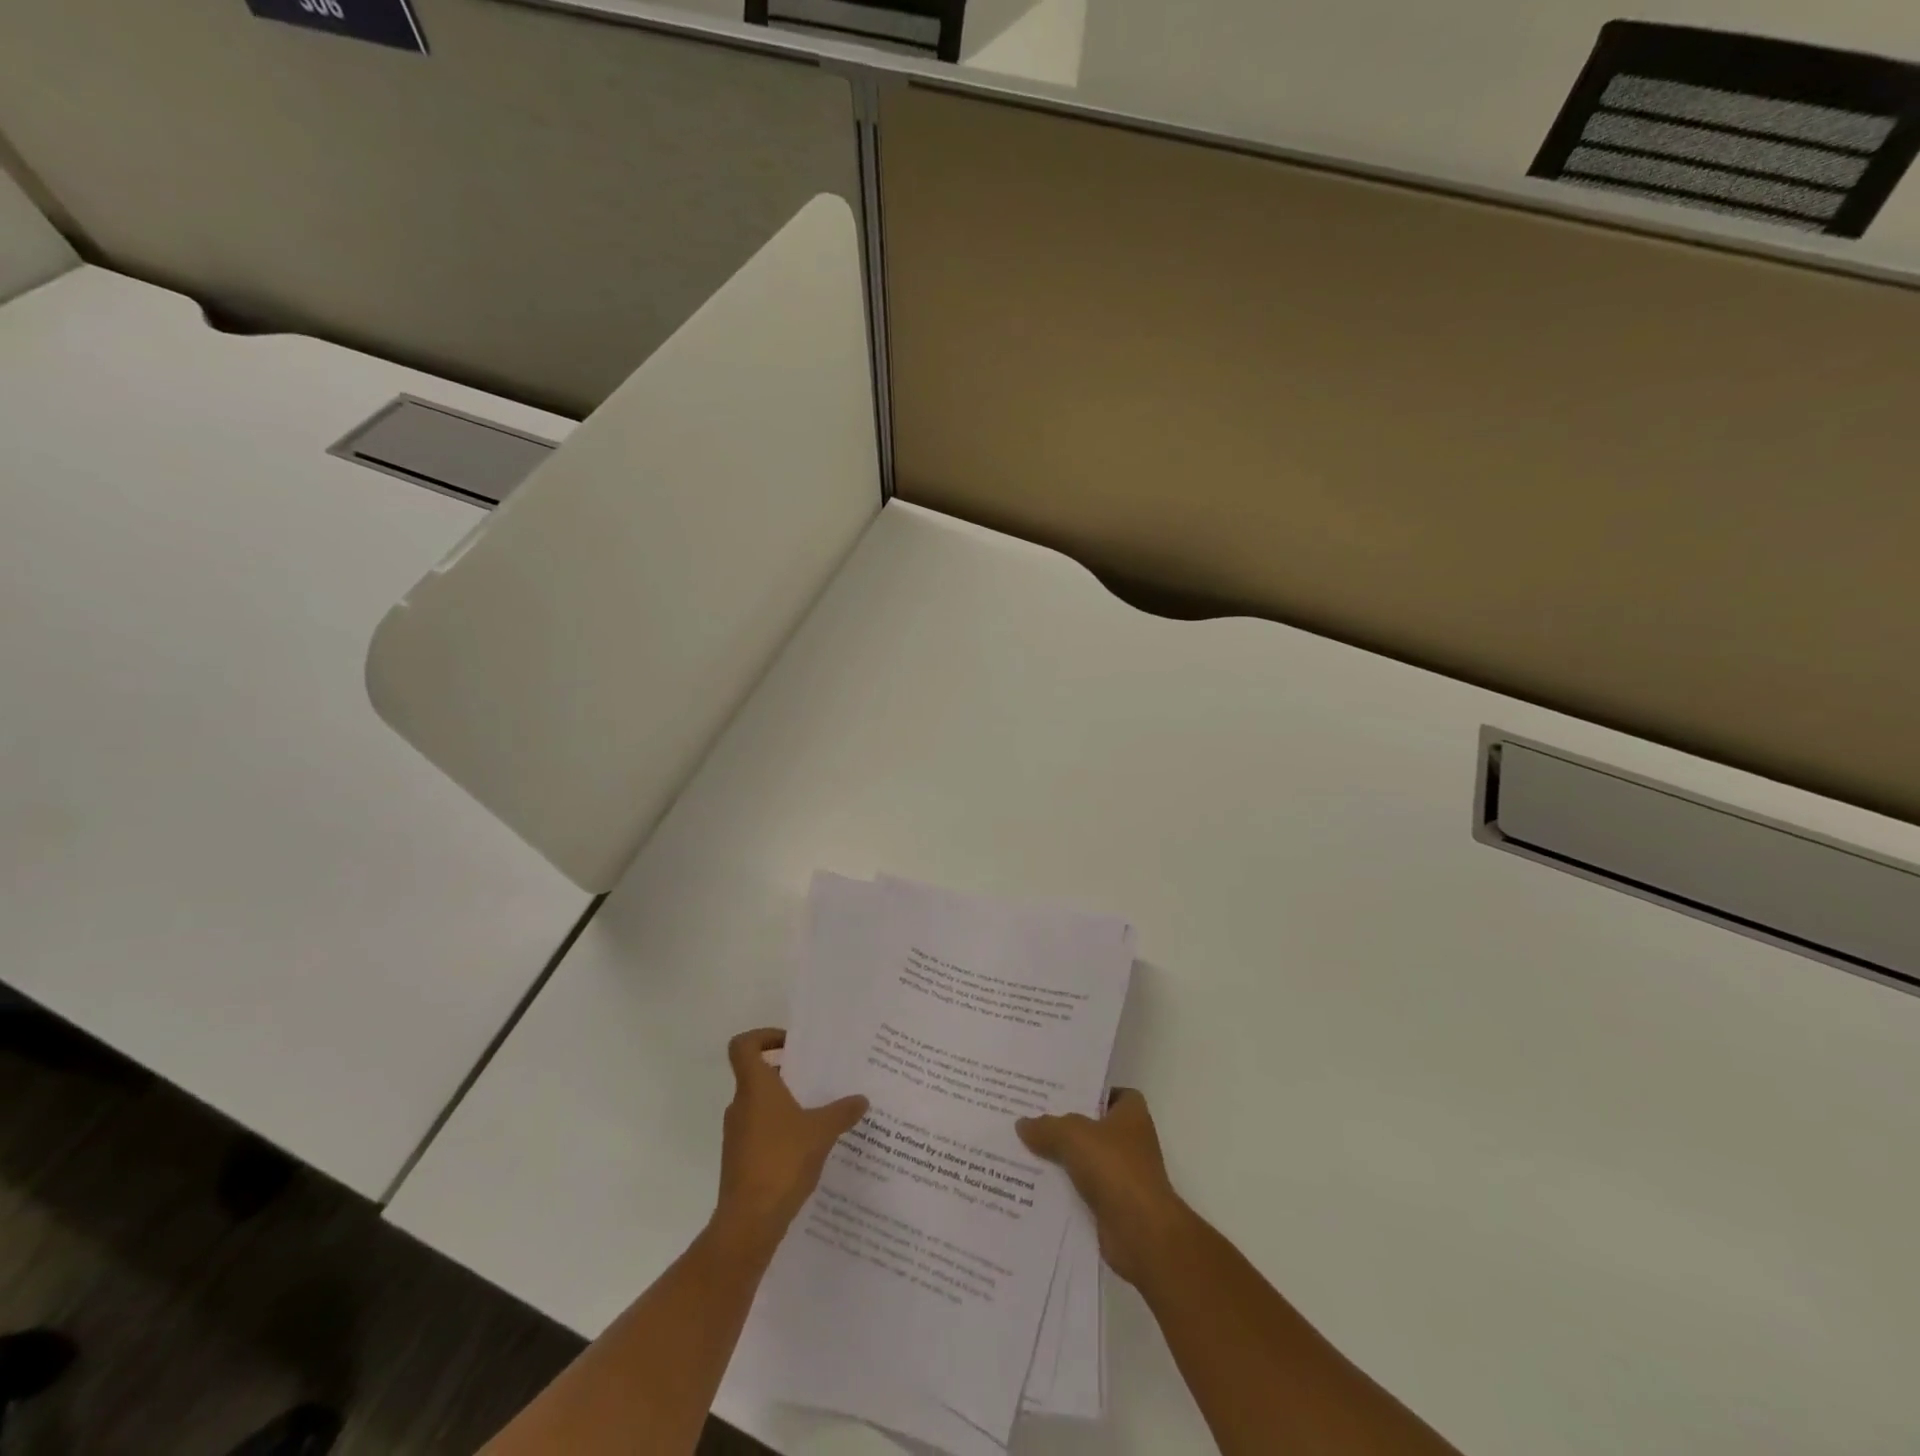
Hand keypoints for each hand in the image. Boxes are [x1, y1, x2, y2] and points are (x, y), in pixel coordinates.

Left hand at [714, 1029, 867, 1253]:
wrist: (749, 1222)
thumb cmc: (782, 1161)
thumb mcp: (821, 1131)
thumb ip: (842, 1112)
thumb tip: (861, 1099)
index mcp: (755, 1087)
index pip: (743, 1046)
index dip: (763, 1037)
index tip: (791, 1045)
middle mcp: (741, 1105)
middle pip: (756, 1075)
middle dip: (786, 1073)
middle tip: (817, 1078)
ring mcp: (737, 1135)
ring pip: (760, 1106)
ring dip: (785, 1104)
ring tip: (819, 1113)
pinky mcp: (740, 1160)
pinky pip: (761, 1132)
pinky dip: (781, 1132)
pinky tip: (808, 1146)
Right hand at [1017, 1089, 1191, 1285]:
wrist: (1141, 1233)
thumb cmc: (1115, 1168)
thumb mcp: (1073, 1135)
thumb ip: (1047, 1127)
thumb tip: (1022, 1124)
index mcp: (1131, 1115)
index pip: (1112, 1093)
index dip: (1089, 1091)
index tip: (1059, 1093)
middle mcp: (1131, 1143)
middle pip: (1093, 1127)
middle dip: (1065, 1125)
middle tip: (1030, 1118)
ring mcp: (1123, 1176)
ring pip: (1084, 1160)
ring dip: (1061, 1160)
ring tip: (1024, 1150)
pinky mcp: (1112, 1207)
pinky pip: (1081, 1191)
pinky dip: (1063, 1190)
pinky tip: (1034, 1186)